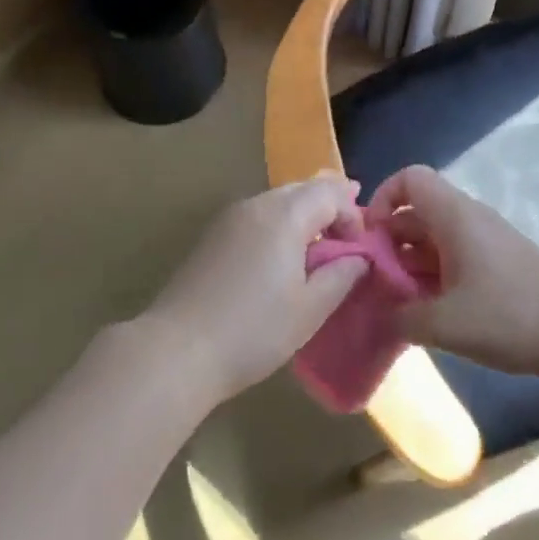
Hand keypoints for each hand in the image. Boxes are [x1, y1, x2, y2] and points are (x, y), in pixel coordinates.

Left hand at [140, 175, 369, 404]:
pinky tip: (281, 257)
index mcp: (284, 215)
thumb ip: (341, 275)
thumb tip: (359, 257)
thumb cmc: (254, 330)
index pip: (330, 192)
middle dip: (329, 207)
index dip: (353, 214)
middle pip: (302, 189)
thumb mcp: (310, 309)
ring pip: (276, 201)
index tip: (360, 248)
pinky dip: (278, 226)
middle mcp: (255, 205)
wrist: (178, 349)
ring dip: (303, 216)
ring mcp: (228, 218)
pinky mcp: (211, 237)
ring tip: (318, 246)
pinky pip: (256, 217)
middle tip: (348, 235)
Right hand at [367, 166, 538, 380]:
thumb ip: (400, 317)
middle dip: (389, 243)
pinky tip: (429, 313)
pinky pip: (453, 258)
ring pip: (433, 238)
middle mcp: (468, 219)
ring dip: (409, 264)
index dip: (381, 199)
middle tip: (375, 282)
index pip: (409, 178)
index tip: (371, 241)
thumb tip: (381, 314)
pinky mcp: (498, 265)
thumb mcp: (443, 324)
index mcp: (454, 216)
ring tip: (397, 304)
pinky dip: (432, 277)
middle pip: (415, 212)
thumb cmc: (509, 317)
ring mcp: (485, 241)